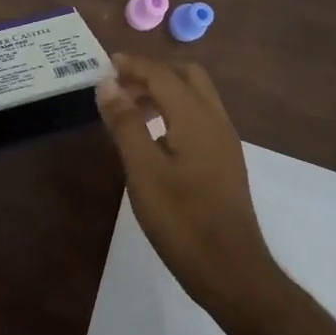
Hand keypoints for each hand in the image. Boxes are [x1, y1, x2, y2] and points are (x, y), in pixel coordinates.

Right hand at [95, 54, 283, 322]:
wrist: (231, 270)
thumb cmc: (181, 220)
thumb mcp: (143, 171)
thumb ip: (125, 124)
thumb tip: (107, 83)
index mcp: (196, 117)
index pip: (162, 74)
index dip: (132, 65)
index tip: (104, 63)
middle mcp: (216, 120)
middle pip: (187, 76)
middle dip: (152, 73)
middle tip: (119, 87)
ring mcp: (224, 141)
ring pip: (196, 97)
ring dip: (164, 92)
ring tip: (129, 111)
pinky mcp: (225, 161)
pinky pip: (199, 118)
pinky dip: (174, 112)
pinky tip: (153, 138)